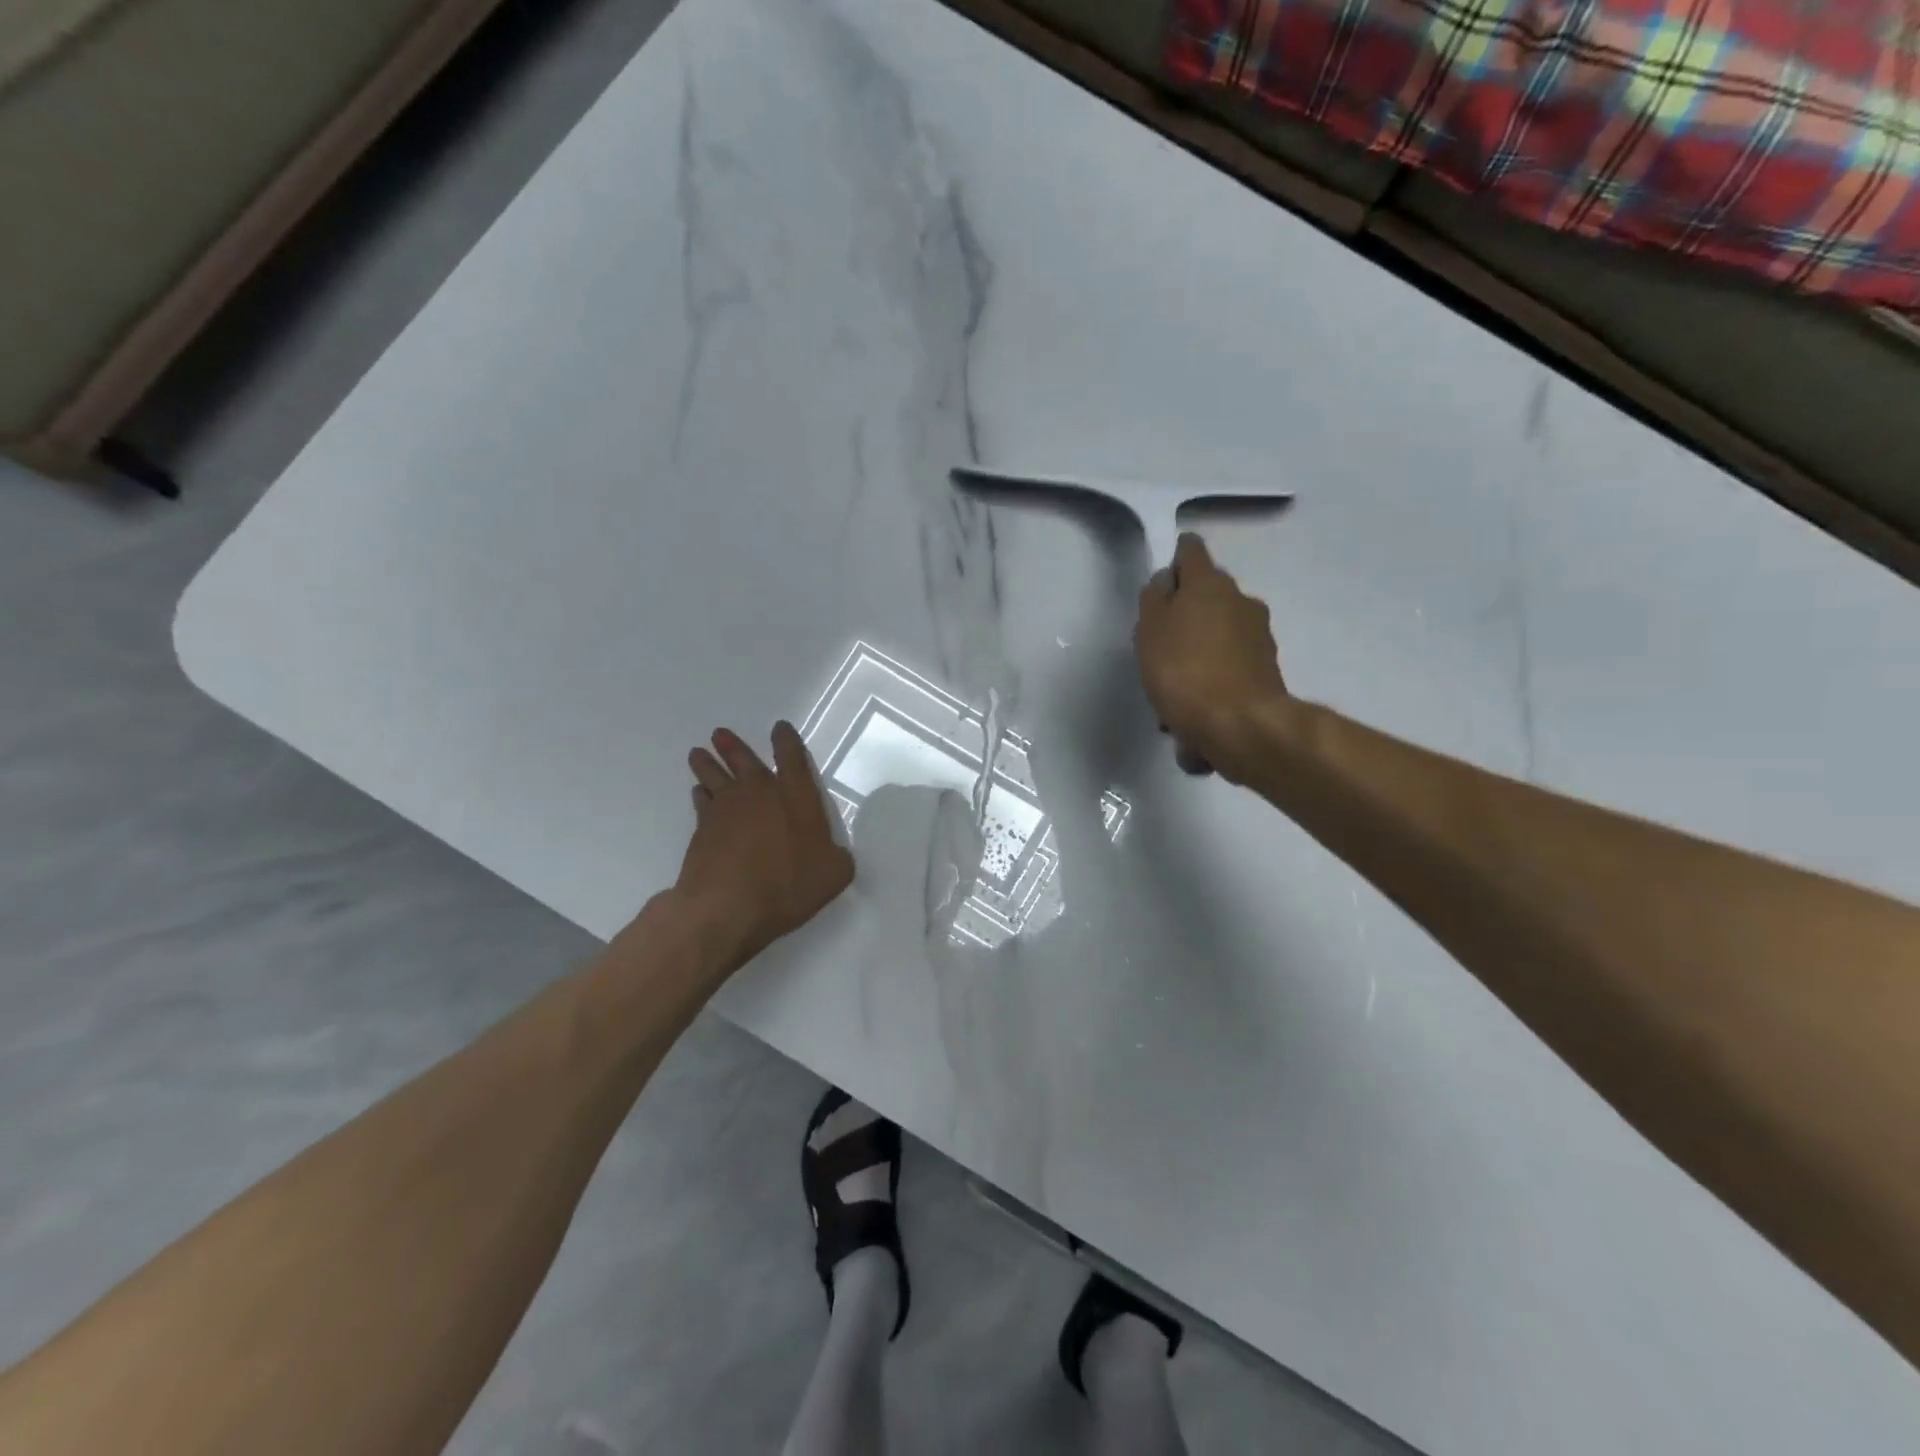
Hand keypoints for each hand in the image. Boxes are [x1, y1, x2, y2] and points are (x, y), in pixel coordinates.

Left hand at [676, 722, 854, 963]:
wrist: (728, 906)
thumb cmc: (788, 885)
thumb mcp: (833, 874)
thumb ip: (837, 858)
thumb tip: (834, 854)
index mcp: (796, 796)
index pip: (792, 758)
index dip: (786, 740)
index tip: (780, 728)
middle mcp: (759, 794)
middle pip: (744, 760)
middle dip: (733, 746)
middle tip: (719, 734)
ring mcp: (727, 809)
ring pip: (714, 776)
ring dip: (707, 763)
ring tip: (698, 753)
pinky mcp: (702, 830)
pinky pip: (701, 803)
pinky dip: (700, 795)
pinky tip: (698, 793)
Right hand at [1134, 534, 1287, 780]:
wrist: (1239, 725)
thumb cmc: (1183, 672)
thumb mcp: (1149, 631)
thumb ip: (1155, 599)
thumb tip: (1168, 581)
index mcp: (1209, 584)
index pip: (1191, 550)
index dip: (1175, 558)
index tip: (1162, 579)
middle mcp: (1241, 601)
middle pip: (1207, 596)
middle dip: (1185, 615)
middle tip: (1160, 645)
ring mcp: (1259, 636)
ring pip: (1219, 635)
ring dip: (1199, 652)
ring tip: (1174, 692)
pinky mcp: (1267, 670)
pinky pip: (1230, 666)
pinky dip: (1213, 680)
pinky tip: (1194, 712)